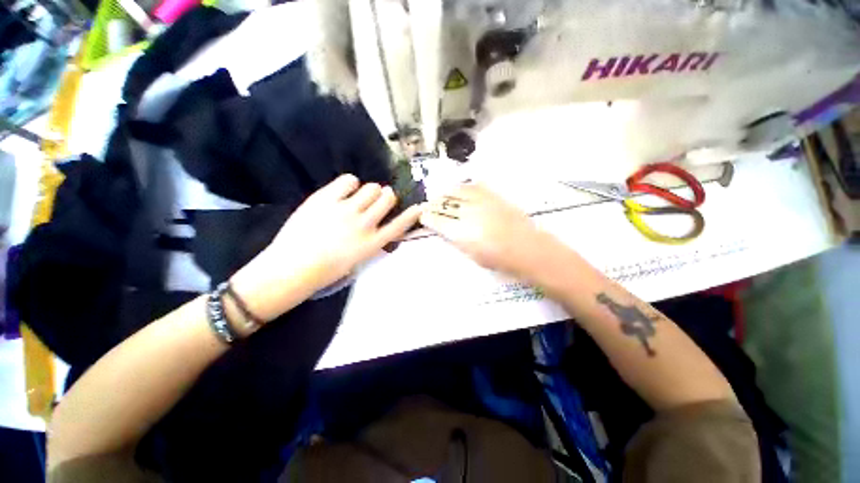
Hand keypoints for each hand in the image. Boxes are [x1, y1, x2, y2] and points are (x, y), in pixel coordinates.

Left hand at [232, 174, 421, 321]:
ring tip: (360, 196)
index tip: (418, 207)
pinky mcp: (327, 199)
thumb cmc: (326, 270)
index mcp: (373, 243)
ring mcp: (346, 210)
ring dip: (371, 190)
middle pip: (388, 198)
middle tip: (378, 199)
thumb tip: (378, 226)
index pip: (399, 225)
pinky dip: (351, 183)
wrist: (292, 268)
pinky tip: (345, 190)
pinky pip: (349, 180)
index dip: (411, 215)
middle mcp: (364, 224)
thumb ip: (371, 242)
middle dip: (386, 197)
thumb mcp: (357, 260)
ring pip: (372, 187)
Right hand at [420, 183, 566, 282]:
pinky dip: (461, 187)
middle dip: (433, 205)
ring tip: (440, 197)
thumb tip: (445, 229)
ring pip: (456, 191)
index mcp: (462, 232)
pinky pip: (472, 186)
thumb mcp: (472, 255)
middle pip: (444, 204)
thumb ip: (456, 239)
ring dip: (445, 194)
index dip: (427, 217)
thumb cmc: (499, 260)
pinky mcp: (493, 195)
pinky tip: (458, 190)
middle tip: (428, 207)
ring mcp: (481, 201)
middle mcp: (469, 213)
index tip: (422, 216)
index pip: (438, 220)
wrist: (528, 248)